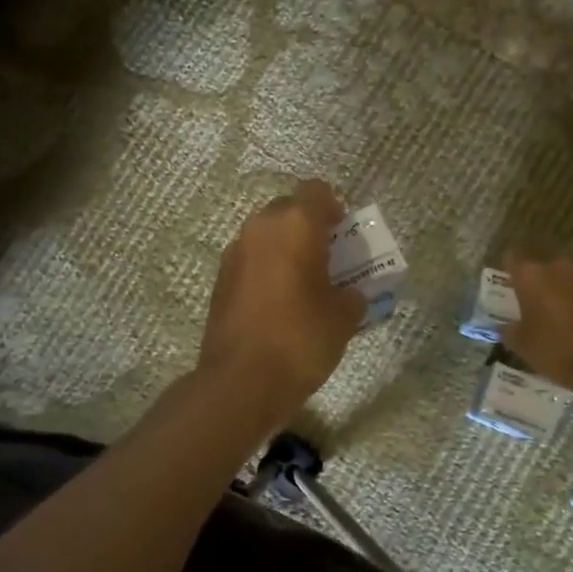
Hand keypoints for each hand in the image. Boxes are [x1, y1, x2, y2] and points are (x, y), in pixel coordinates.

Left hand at [200, 179, 365, 423]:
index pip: (316, 190)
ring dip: (285, 249)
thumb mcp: (343, 318)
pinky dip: (266, 270)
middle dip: (307, 227)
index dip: (333, 207)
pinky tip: (279, 302)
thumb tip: (348, 294)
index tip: (342, 233)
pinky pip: (250, 260)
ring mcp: (235, 253)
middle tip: (327, 258)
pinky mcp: (220, 279)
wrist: (241, 380)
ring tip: (303, 282)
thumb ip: (352, 295)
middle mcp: (260, 228)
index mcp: (295, 225)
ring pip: (265, 235)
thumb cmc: (300, 339)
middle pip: (288, 209)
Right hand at [502, 255, 572, 399]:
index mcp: (531, 274)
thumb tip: (504, 325)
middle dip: (533, 284)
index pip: (511, 258)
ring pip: (561, 279)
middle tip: (526, 306)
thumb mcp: (521, 344)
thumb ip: (507, 329)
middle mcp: (557, 266)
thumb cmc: (555, 348)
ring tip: (549, 317)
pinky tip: (571, 323)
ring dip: (555, 292)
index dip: (507, 272)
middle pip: (539, 268)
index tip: (505, 289)